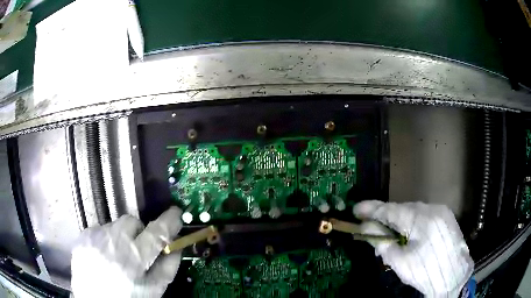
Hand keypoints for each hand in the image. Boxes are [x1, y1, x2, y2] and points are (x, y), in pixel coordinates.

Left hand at [71, 207, 182, 297]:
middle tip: (138, 250)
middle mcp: (112, 243)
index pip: (157, 233)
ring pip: (115, 224)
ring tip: (118, 256)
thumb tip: (176, 246)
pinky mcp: (83, 236)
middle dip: (139, 233)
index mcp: (134, 259)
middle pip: (132, 221)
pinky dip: (105, 239)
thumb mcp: (154, 290)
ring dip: (121, 237)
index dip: (169, 221)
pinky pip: (100, 229)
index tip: (175, 213)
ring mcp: (95, 237)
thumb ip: (168, 267)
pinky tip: (104, 256)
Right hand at [354, 200, 473, 297]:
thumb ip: (383, 243)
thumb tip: (366, 229)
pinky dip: (411, 222)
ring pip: (413, 211)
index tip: (356, 209)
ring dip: (399, 219)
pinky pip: (424, 215)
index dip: (372, 209)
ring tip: (387, 230)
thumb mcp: (400, 261)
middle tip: (369, 223)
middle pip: (402, 209)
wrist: (454, 275)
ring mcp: (441, 211)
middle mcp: (432, 208)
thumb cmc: (425, 271)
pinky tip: (407, 232)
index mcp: (421, 219)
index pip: (391, 210)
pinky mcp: (445, 217)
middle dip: (385, 215)